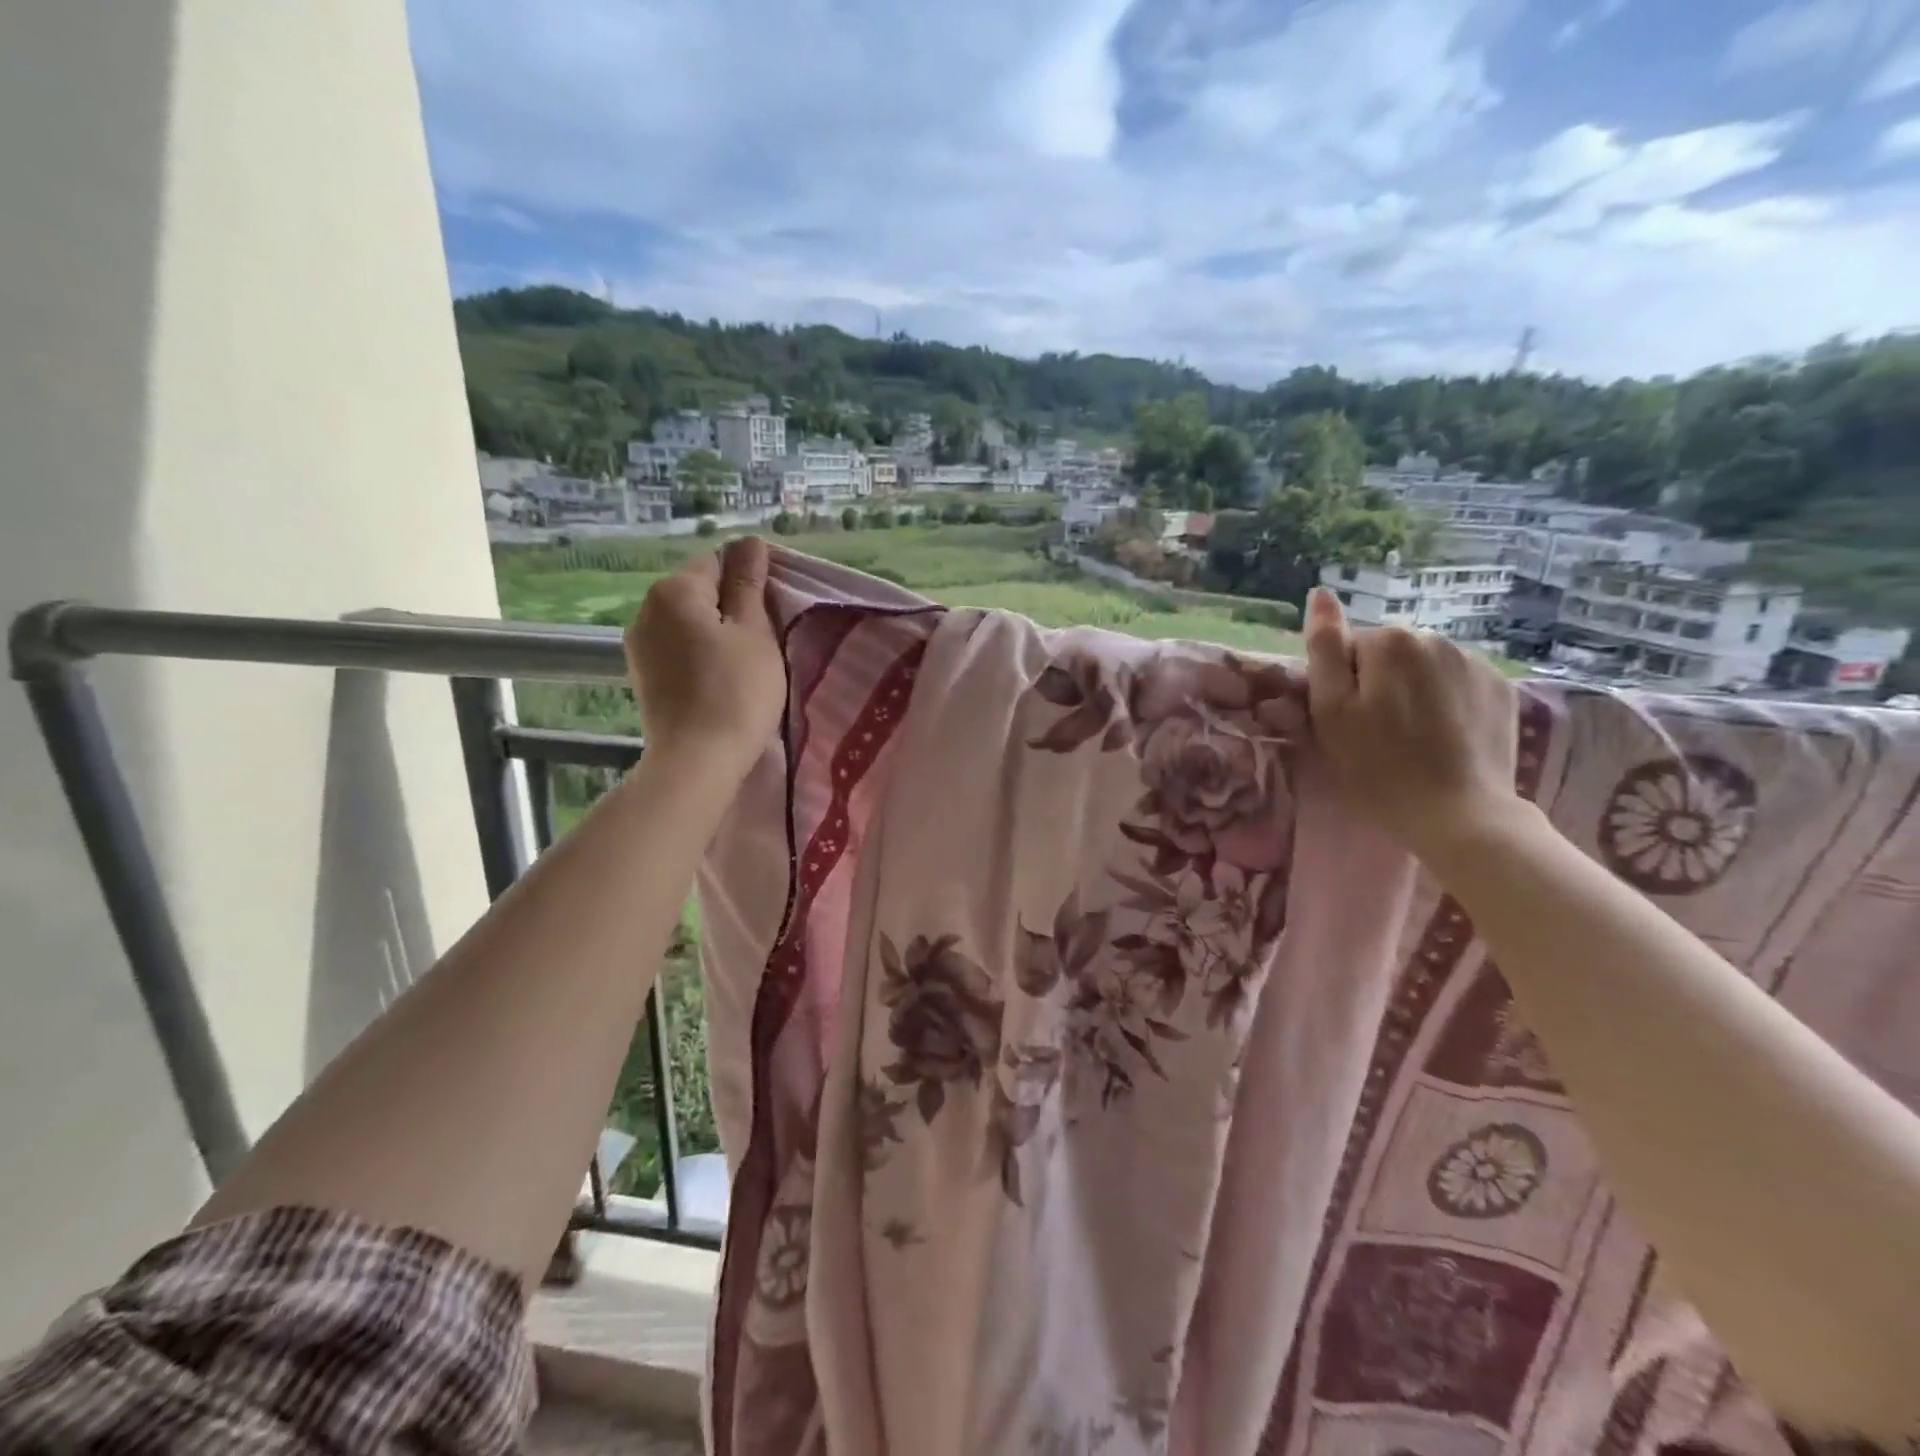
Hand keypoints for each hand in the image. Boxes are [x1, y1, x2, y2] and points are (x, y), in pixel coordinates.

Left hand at [625, 537, 784, 781]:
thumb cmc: (737, 692)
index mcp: (674, 590)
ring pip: (688, 624)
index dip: (749, 584)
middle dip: (730, 609)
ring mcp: (639, 646)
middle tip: (763, 644)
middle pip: (699, 593)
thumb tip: (749, 540)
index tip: (772, 615)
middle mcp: (646, 610)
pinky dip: (699, 657)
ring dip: (715, 635)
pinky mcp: (642, 677)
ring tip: (742, 667)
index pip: (718, 563)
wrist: (697, 761)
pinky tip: (718, 683)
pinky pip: (677, 650)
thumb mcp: (755, 633)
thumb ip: (749, 583)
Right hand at [1303, 585, 1520, 860]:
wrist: (1458, 814)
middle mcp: (1435, 638)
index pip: (1347, 648)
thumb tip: (1320, 594)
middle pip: (1388, 653)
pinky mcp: (1501, 688)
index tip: (1347, 720)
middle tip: (1375, 732)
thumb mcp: (1331, 710)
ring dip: (1411, 690)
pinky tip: (1443, 736)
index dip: (1341, 683)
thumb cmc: (1376, 766)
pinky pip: (1456, 682)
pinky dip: (1444, 701)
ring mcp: (1475, 661)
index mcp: (1389, 641)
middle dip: (1378, 682)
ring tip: (1411, 736)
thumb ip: (1324, 649)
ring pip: (1423, 666)